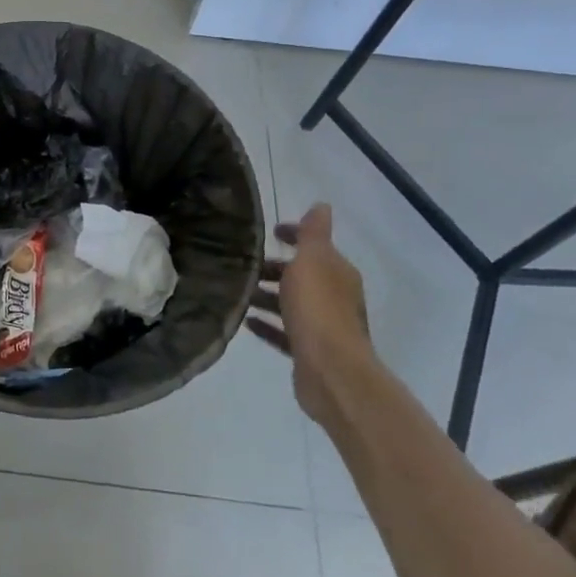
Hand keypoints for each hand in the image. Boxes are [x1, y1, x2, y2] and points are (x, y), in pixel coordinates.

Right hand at [248, 204, 374, 424]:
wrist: (331, 371)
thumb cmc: (318, 308)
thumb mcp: (313, 260)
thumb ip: (314, 233)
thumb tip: (322, 205)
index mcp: (337, 272)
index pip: (315, 245)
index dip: (294, 235)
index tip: (270, 232)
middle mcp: (334, 297)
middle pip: (302, 275)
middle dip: (275, 268)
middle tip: (244, 263)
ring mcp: (323, 327)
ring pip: (291, 304)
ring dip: (267, 295)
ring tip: (238, 290)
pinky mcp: (309, 352)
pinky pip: (284, 332)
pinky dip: (267, 324)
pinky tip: (246, 320)